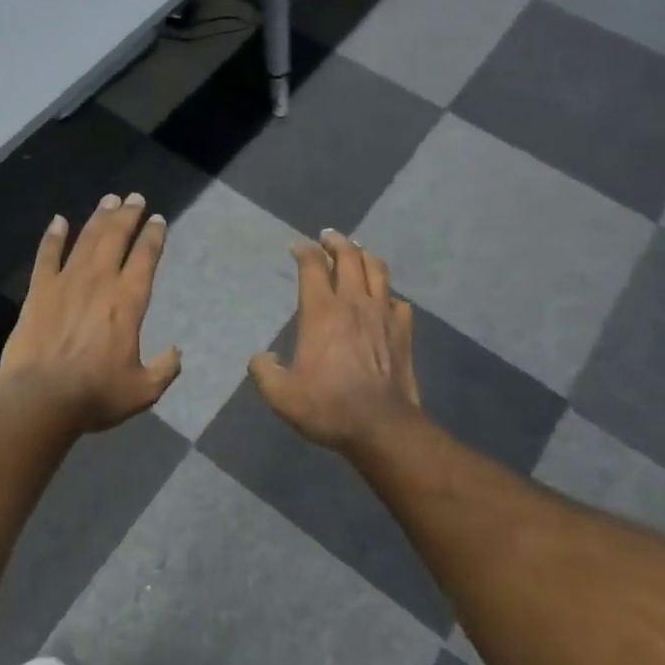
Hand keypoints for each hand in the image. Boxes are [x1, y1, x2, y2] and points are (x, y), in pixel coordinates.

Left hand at [0, 194, 181, 433]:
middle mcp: (99, 281)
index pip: (145, 257)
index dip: (153, 236)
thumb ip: (164, 369)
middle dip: (128, 215)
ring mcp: (66, 282)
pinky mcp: (39, 290)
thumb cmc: (96, 394)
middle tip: (135, 198)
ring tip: (109, 200)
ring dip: (99, 217)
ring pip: (86, 239)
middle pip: (116, 237)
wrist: (41, 398)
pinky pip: (47, 255)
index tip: (158, 220)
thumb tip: (176, 352)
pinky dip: (53, 236)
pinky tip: (58, 221)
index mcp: (128, 301)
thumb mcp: (143, 390)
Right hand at [249, 230, 423, 455]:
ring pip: (378, 270)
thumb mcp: (280, 395)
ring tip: (357, 253)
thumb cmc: (327, 406)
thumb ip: (263, 371)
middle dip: (336, 242)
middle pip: (349, 256)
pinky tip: (384, 300)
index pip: (312, 266)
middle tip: (328, 237)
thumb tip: (261, 358)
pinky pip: (398, 301)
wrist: (381, 426)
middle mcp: (354, 303)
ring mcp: (383, 315)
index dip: (303, 251)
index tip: (296, 247)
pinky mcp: (403, 332)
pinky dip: (388, 294)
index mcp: (321, 311)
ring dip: (365, 256)